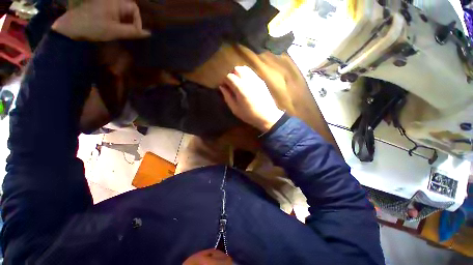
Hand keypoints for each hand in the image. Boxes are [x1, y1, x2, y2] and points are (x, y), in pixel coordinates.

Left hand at [52, 0, 150, 40]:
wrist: (71, 27)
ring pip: (124, 13)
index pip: (134, 9)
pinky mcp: (103, 9)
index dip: (138, 21)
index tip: (135, 32)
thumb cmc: (93, 28)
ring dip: (126, 23)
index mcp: (115, 3)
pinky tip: (115, 29)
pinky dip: (120, 22)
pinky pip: (117, 14)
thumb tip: (148, 34)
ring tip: (121, 32)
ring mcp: (107, 4)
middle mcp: (112, 1)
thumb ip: (132, 32)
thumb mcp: (115, 31)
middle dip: (132, 22)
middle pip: (130, 10)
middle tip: (128, 33)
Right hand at [220, 66, 283, 131]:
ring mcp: (256, 79)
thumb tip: (222, 87)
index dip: (224, 81)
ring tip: (238, 83)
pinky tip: (246, 84)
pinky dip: (246, 75)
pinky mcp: (261, 81)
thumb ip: (227, 97)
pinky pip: (251, 72)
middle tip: (231, 84)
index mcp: (240, 88)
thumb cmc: (250, 115)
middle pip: (236, 69)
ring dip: (239, 73)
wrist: (267, 116)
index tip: (224, 87)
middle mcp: (248, 80)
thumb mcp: (235, 109)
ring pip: (244, 68)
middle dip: (232, 75)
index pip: (229, 76)